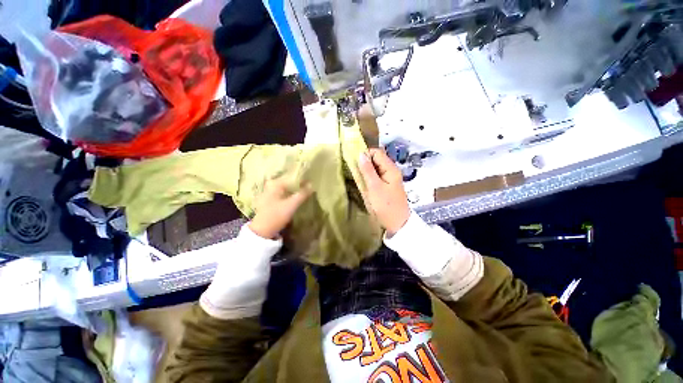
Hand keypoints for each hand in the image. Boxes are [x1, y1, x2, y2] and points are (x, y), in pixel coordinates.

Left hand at [249, 178, 312, 239]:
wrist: (262, 231)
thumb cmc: (276, 215)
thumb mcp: (291, 205)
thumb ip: (302, 194)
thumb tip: (312, 185)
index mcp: (274, 184)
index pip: (292, 177)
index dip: (302, 179)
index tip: (312, 182)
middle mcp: (270, 186)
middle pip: (288, 183)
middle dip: (299, 185)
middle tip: (310, 187)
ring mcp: (268, 193)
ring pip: (286, 189)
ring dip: (294, 190)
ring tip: (305, 192)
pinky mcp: (269, 201)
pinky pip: (282, 194)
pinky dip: (289, 195)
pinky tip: (296, 198)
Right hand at [358, 148, 410, 234]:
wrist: (397, 223)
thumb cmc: (386, 205)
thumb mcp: (374, 187)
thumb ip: (367, 170)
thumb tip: (361, 154)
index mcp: (391, 168)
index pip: (377, 152)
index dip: (366, 154)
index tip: (355, 162)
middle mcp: (392, 170)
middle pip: (377, 159)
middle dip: (365, 162)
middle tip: (355, 171)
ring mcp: (390, 178)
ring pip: (376, 168)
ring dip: (366, 170)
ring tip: (358, 177)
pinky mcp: (387, 185)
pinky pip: (377, 176)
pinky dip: (370, 177)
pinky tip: (364, 183)